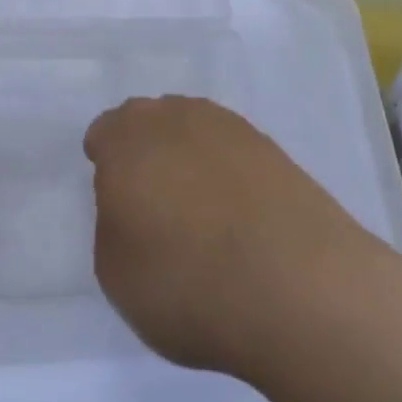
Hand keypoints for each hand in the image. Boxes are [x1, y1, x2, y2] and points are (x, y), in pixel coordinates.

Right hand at [83, 96, 379, 378]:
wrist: (297, 285)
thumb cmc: (187, 282)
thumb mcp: (115, 273)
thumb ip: (113, 224)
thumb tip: (133, 204)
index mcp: (127, 139)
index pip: (104, 133)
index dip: (106, 164)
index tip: (116, 201)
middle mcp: (174, 117)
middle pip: (149, 123)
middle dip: (146, 153)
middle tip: (153, 203)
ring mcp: (228, 127)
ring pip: (193, 131)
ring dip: (188, 159)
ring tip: (199, 212)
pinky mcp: (272, 148)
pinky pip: (232, 152)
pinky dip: (228, 174)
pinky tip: (238, 216)